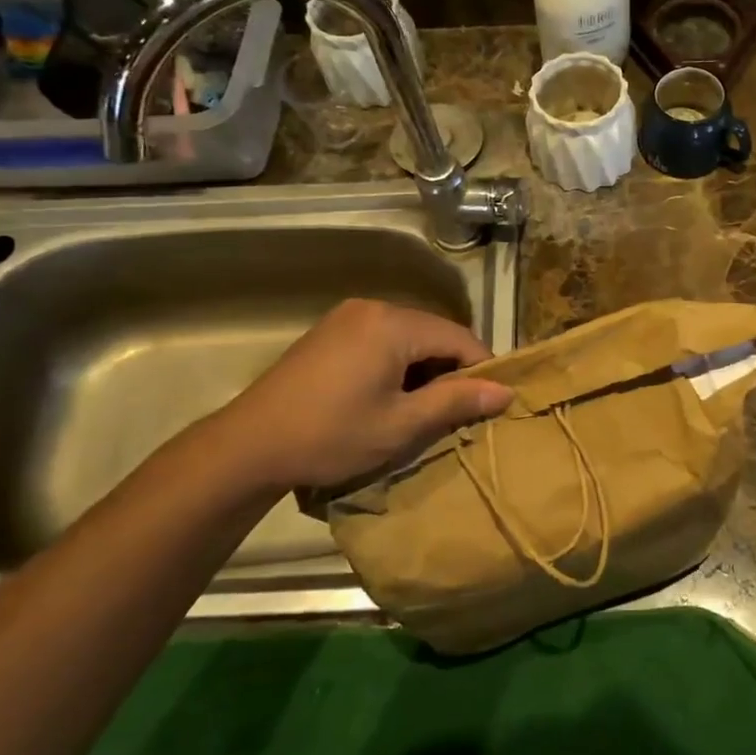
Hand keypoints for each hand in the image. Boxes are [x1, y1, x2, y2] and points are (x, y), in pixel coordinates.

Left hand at [207, 299, 514, 493]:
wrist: (249, 446)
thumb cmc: (332, 435)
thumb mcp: (402, 425)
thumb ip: (456, 402)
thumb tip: (506, 391)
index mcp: (394, 324)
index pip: (460, 338)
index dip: (483, 370)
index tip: (491, 405)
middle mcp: (373, 308)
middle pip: (434, 333)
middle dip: (452, 370)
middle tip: (457, 412)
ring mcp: (347, 317)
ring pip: (409, 337)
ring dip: (425, 369)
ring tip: (425, 409)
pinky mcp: (330, 332)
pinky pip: (383, 340)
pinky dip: (398, 364)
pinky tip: (390, 397)